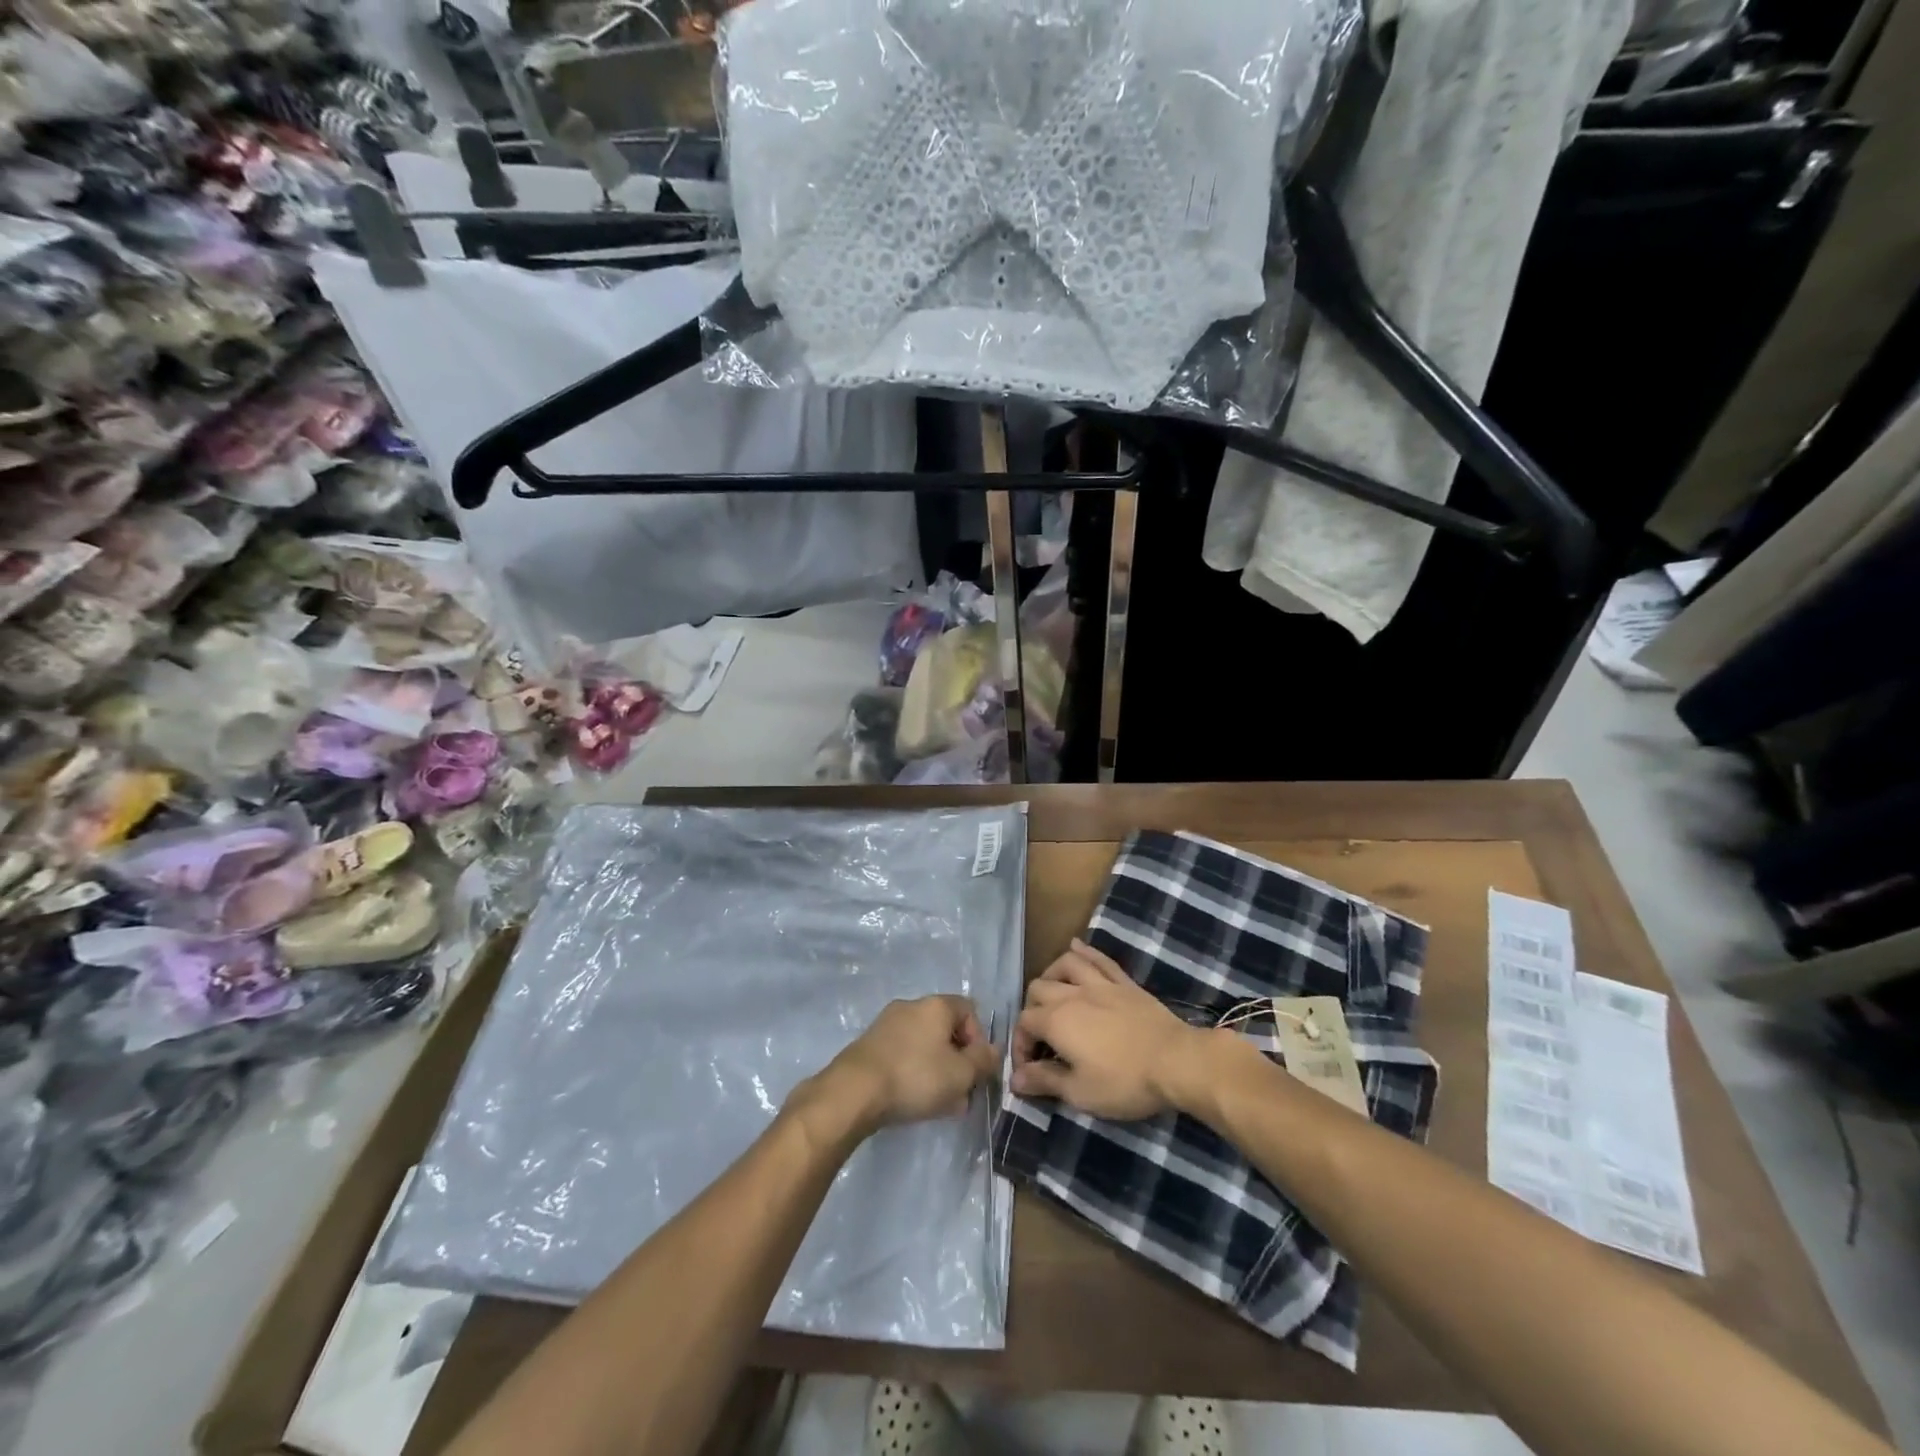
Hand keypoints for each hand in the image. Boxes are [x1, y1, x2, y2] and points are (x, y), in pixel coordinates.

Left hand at [796, 995, 999, 1141]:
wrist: (854, 1091)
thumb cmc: (916, 1076)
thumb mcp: (961, 1074)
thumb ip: (983, 1061)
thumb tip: (993, 1051)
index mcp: (936, 1005)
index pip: (969, 1010)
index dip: (979, 1039)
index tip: (977, 1069)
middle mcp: (911, 1006)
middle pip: (946, 1029)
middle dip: (958, 1061)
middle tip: (961, 1092)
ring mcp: (887, 1024)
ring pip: (924, 1045)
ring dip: (937, 1070)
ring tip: (940, 1104)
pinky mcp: (870, 1044)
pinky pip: (903, 1054)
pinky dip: (914, 1072)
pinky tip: (914, 1100)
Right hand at [1010, 939, 1217, 1119]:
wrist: (1176, 1061)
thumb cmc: (1125, 1082)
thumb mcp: (1080, 1093)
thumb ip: (1045, 1081)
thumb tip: (1015, 1079)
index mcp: (1056, 1021)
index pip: (1024, 1023)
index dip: (1020, 1045)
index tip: (1029, 1070)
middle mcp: (1072, 994)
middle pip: (1038, 988)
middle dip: (1031, 1010)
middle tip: (1041, 1035)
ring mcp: (1100, 983)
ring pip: (1066, 964)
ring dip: (1052, 975)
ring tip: (1053, 992)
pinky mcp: (1124, 982)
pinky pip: (1099, 959)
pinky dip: (1084, 951)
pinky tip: (1076, 947)